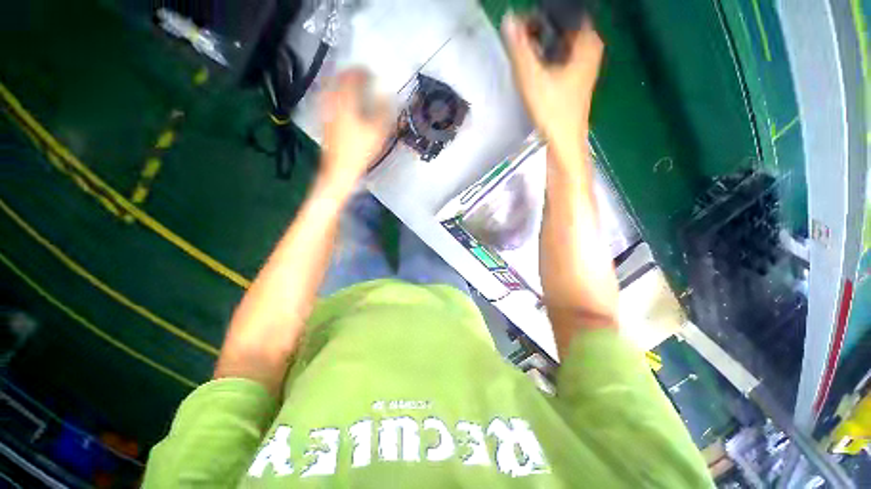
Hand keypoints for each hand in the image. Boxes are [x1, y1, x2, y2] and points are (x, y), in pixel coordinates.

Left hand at [319, 69, 391, 193]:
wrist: (340, 168)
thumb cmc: (360, 150)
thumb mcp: (378, 132)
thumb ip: (384, 111)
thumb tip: (388, 96)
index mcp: (345, 100)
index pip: (352, 75)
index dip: (363, 71)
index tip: (372, 73)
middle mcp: (332, 100)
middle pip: (338, 77)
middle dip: (351, 74)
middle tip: (363, 78)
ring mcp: (325, 109)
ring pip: (331, 87)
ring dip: (343, 83)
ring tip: (354, 88)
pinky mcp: (324, 119)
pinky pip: (329, 98)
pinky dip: (337, 94)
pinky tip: (345, 102)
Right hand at [502, 15, 602, 159]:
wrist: (563, 142)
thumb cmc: (552, 111)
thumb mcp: (533, 78)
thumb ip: (520, 49)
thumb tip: (509, 19)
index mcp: (587, 44)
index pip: (569, 13)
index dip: (545, 16)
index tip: (524, 24)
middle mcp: (590, 51)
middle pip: (566, 28)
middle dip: (544, 28)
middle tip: (523, 35)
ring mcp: (585, 68)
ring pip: (565, 44)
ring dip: (546, 43)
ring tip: (526, 48)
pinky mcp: (576, 82)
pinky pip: (564, 58)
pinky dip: (551, 56)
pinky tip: (537, 66)